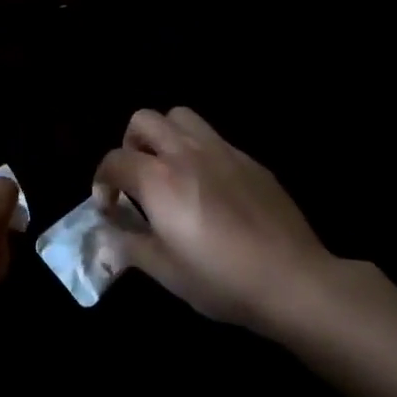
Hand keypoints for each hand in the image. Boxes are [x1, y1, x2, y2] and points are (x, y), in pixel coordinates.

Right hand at [92, 107, 336, 338]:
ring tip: (170, 168)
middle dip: (130, 144)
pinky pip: (213, 138)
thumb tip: (106, 234)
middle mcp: (185, 153)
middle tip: (137, 177)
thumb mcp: (165, 272)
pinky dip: (198, 151)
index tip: (109, 206)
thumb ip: (129, 246)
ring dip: (164, 135)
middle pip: (143, 120)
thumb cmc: (221, 280)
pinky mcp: (249, 160)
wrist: (294, 280)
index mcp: (158, 179)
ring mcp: (221, 151)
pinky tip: (210, 186)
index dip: (102, 181)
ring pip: (180, 116)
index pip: (114, 160)